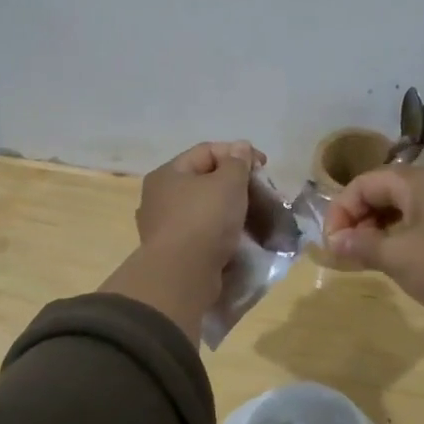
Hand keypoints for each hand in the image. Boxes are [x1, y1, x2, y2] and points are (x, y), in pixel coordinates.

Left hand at [135, 140, 263, 268]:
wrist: (183, 275)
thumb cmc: (205, 220)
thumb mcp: (228, 183)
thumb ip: (238, 162)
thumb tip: (240, 148)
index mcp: (168, 173)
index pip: (206, 151)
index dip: (237, 153)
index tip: (263, 167)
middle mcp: (160, 196)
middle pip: (204, 180)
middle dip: (235, 183)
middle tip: (260, 193)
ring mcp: (164, 225)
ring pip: (204, 208)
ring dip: (229, 209)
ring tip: (253, 216)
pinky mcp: (174, 251)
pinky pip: (202, 232)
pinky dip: (220, 231)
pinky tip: (237, 237)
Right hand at [323, 166, 423, 321]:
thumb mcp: (399, 257)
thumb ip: (362, 246)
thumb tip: (334, 242)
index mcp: (419, 181)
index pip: (365, 183)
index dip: (341, 210)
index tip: (332, 243)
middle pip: (384, 192)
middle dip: (358, 220)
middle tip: (346, 252)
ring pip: (403, 209)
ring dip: (378, 231)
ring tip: (367, 260)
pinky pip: (422, 224)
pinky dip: (401, 238)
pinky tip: (397, 263)